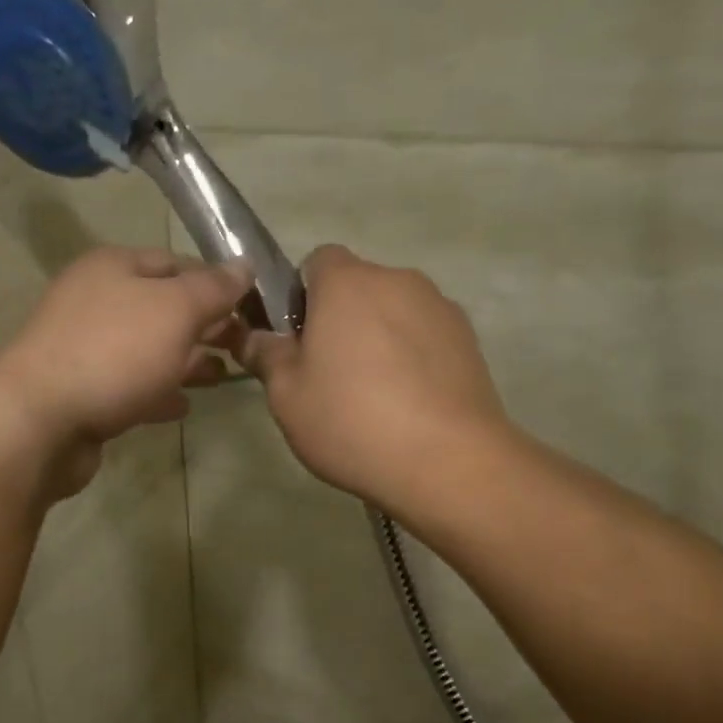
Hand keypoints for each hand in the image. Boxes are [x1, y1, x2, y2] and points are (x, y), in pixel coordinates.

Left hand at [0, 246, 251, 498]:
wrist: (39, 422)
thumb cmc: (112, 353)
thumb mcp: (174, 311)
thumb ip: (213, 289)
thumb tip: (243, 267)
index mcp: (112, 267)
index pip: (176, 262)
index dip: (216, 282)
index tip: (253, 307)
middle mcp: (96, 301)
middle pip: (162, 307)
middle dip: (204, 325)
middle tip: (244, 346)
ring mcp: (85, 349)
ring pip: (148, 349)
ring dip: (186, 361)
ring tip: (223, 377)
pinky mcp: (83, 392)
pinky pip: (130, 385)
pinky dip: (158, 391)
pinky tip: (183, 406)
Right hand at [233, 245, 511, 516]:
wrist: (448, 461)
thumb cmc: (351, 420)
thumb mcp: (286, 395)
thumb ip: (266, 356)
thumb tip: (253, 338)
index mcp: (348, 283)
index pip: (317, 261)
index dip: (301, 295)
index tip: (297, 339)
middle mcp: (398, 280)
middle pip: (358, 286)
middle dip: (340, 318)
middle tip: (328, 373)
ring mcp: (440, 307)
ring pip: (393, 311)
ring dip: (378, 337)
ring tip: (373, 395)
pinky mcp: (469, 339)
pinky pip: (424, 335)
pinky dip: (411, 356)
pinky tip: (407, 403)